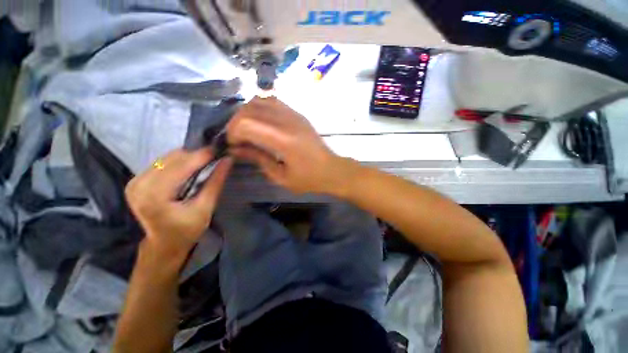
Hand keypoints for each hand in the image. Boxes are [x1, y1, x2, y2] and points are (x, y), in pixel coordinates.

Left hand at [125, 148, 231, 257]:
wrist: (164, 244)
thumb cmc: (187, 230)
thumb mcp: (205, 208)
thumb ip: (215, 182)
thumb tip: (227, 160)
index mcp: (155, 196)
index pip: (181, 166)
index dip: (202, 156)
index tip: (220, 150)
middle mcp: (139, 185)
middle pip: (172, 159)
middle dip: (196, 156)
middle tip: (214, 158)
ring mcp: (135, 182)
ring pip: (166, 158)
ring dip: (187, 158)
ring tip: (204, 163)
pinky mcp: (136, 181)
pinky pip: (161, 162)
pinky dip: (178, 162)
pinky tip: (189, 168)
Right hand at [227, 97, 345, 193]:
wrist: (332, 169)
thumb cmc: (308, 179)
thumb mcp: (280, 176)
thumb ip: (258, 159)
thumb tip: (235, 149)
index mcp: (284, 140)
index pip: (246, 123)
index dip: (232, 133)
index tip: (232, 146)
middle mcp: (287, 121)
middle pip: (249, 108)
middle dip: (236, 122)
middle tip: (237, 139)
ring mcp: (294, 114)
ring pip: (259, 100)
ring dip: (247, 113)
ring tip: (247, 130)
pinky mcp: (297, 113)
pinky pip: (272, 101)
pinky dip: (260, 108)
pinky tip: (261, 123)